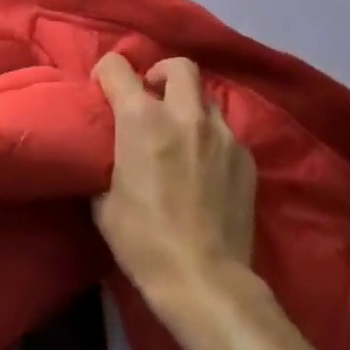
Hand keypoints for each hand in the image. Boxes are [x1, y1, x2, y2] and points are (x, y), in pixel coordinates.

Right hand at [92, 53, 255, 300]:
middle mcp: (184, 114)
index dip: (106, 74)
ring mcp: (221, 133)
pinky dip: (211, 140)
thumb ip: (104, 163)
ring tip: (183, 136)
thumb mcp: (104, 203)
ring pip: (205, 98)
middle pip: (178, 66)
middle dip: (162, 75)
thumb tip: (106, 153)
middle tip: (153, 99)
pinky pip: (226, 133)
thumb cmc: (144, 242)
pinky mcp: (246, 157)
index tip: (103, 91)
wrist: (205, 283)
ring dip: (189, 108)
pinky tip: (207, 168)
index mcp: (142, 118)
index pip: (117, 66)